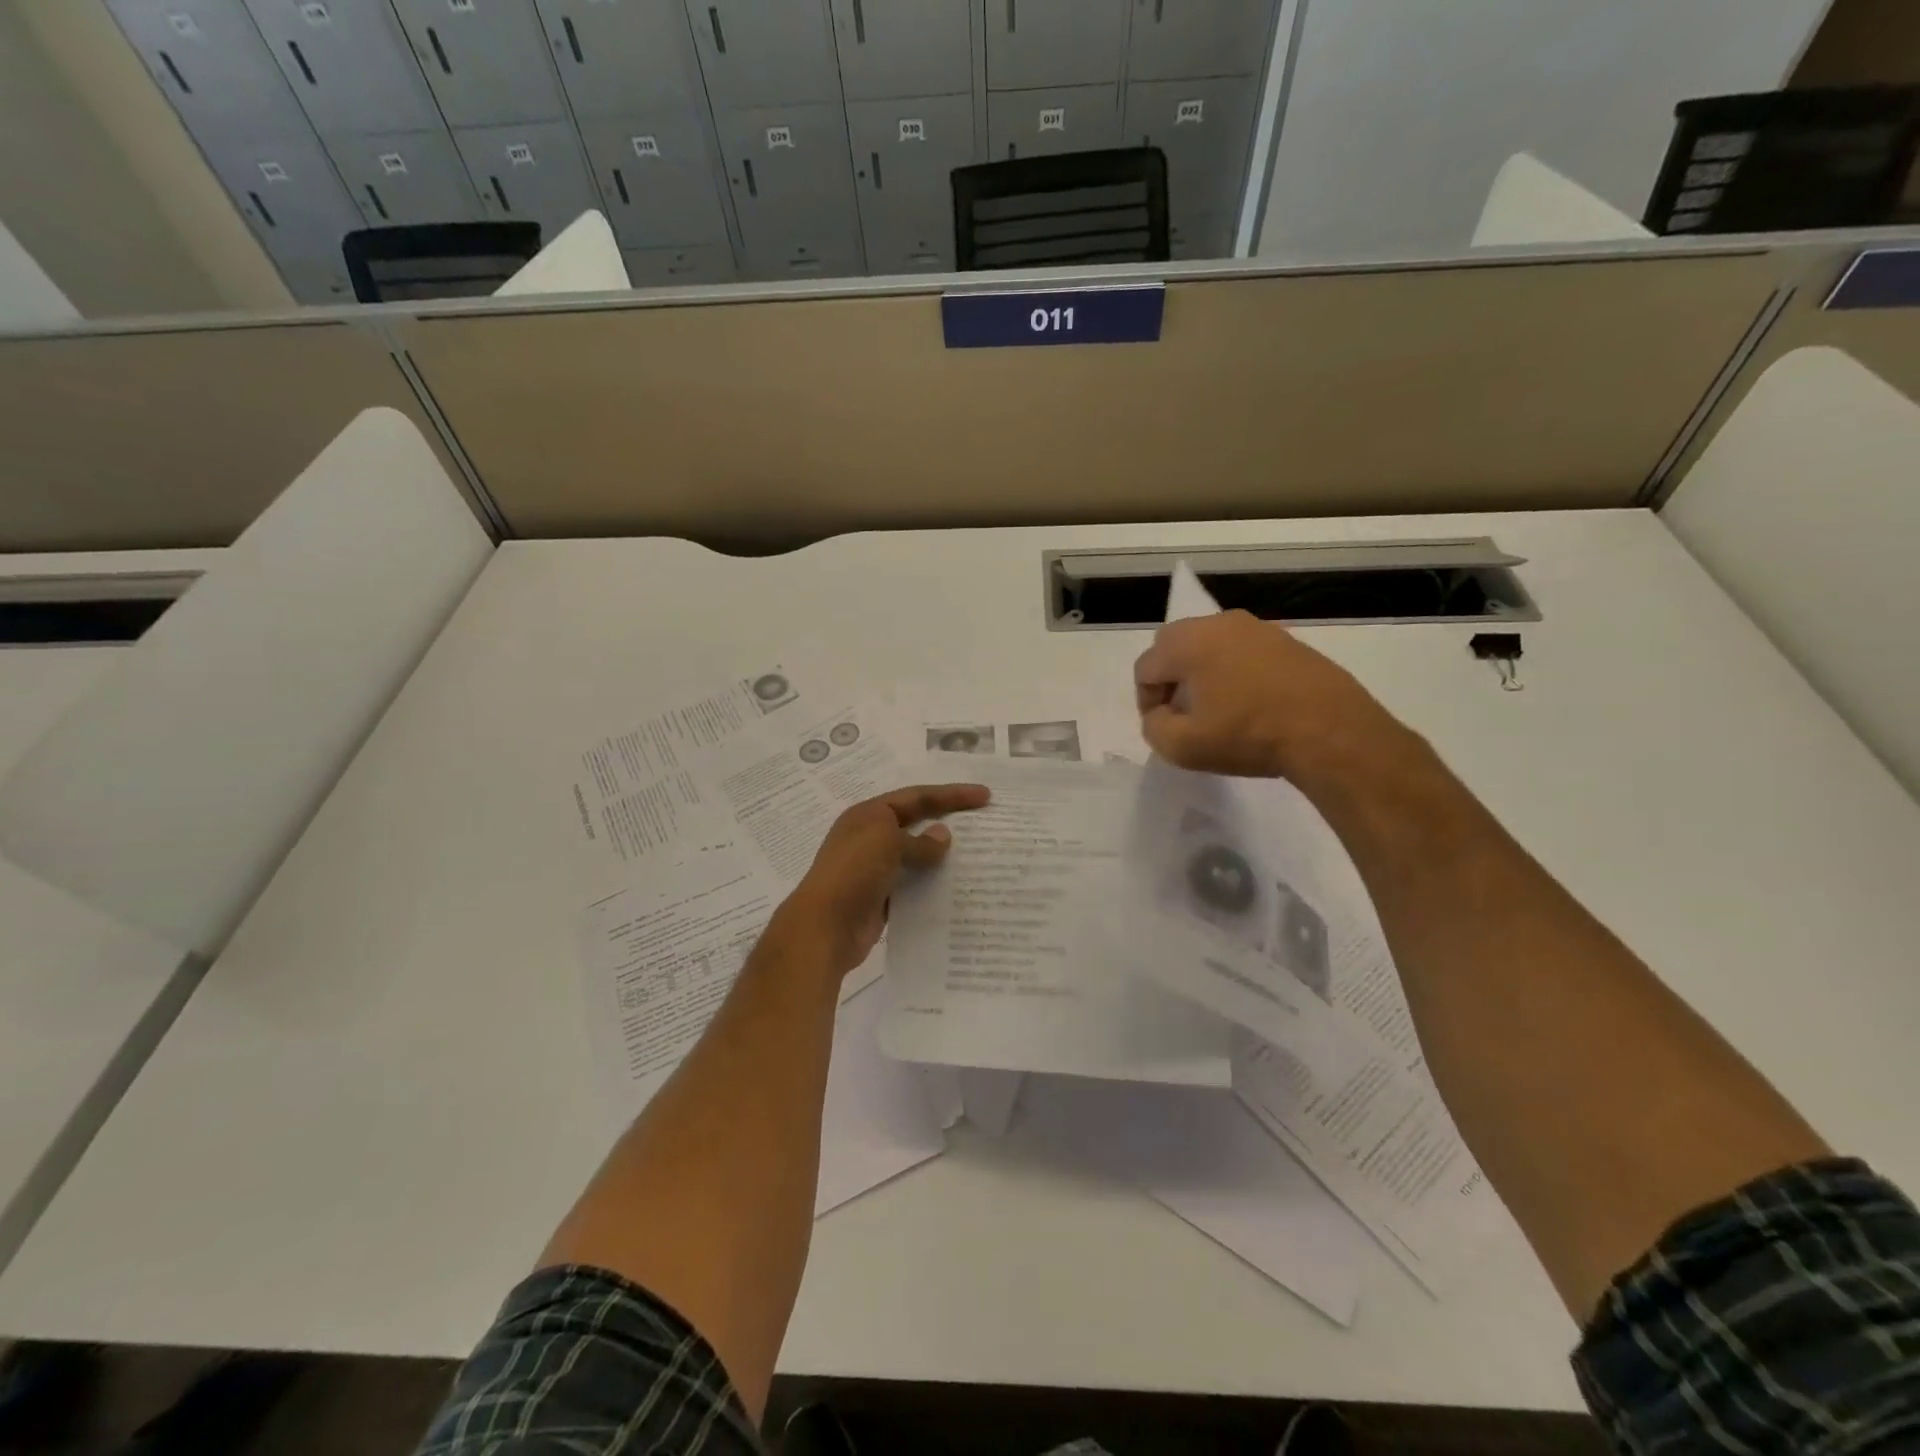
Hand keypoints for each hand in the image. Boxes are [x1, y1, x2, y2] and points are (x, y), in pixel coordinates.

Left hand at [779, 784, 991, 976]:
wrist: (824, 928)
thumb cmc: (853, 873)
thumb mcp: (887, 844)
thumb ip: (919, 841)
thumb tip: (943, 836)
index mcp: (869, 815)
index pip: (916, 797)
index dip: (951, 794)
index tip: (984, 796)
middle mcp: (870, 838)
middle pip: (917, 823)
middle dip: (948, 821)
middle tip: (984, 821)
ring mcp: (875, 869)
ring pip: (916, 856)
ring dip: (942, 856)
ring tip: (978, 856)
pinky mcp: (881, 898)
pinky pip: (913, 885)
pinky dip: (932, 884)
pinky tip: (956, 887)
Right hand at [1134, 610, 1398, 780]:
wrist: (1330, 732)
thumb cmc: (1248, 736)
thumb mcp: (1183, 747)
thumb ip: (1154, 727)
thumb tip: (1160, 714)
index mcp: (1188, 643)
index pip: (1145, 667)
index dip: (1146, 701)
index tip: (1164, 727)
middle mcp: (1219, 624)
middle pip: (1174, 645)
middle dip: (1170, 678)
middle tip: (1183, 712)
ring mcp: (1257, 628)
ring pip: (1210, 645)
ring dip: (1203, 672)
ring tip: (1218, 708)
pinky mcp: (1287, 641)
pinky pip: (1243, 650)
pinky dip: (1235, 671)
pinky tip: (1251, 702)